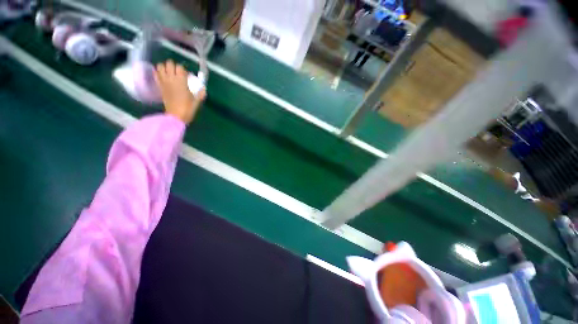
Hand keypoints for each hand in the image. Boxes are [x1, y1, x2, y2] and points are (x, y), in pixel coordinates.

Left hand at [154, 60, 205, 124]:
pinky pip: (156, 74)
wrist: (176, 116)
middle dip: (173, 66)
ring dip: (165, 67)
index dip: (184, 70)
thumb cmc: (188, 109)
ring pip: (160, 66)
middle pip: (169, 63)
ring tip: (169, 73)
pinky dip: (158, 72)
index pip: (180, 67)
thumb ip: (200, 93)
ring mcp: (164, 81)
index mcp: (181, 81)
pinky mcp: (159, 86)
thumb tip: (203, 88)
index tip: (187, 76)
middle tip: (178, 73)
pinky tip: (163, 76)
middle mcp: (171, 78)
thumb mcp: (197, 101)